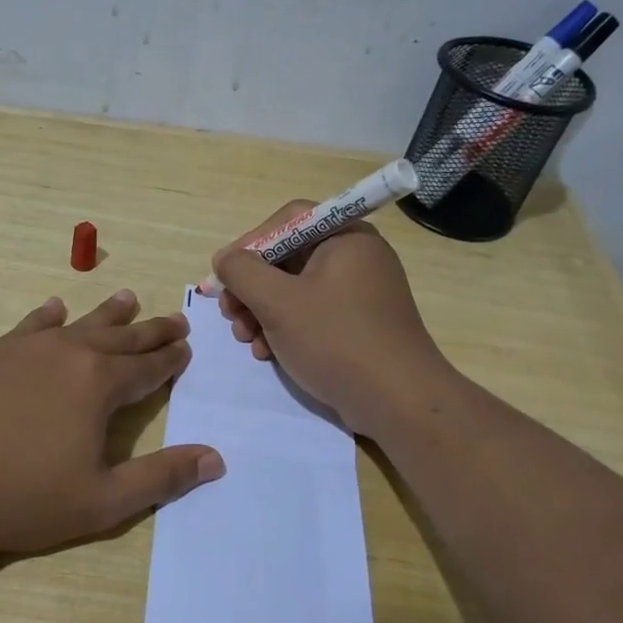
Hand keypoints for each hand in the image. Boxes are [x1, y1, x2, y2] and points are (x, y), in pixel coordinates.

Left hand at [0, 290, 224, 558]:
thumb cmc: (20, 497)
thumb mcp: (102, 501)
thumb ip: (161, 478)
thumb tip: (215, 458)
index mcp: (98, 384)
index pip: (147, 366)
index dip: (170, 359)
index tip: (187, 347)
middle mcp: (67, 354)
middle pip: (120, 337)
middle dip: (150, 331)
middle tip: (175, 320)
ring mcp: (24, 350)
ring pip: (78, 324)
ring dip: (107, 313)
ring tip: (128, 297)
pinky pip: (29, 327)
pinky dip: (47, 317)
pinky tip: (53, 310)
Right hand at [212, 202, 447, 434]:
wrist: (398, 401)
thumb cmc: (336, 340)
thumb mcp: (278, 302)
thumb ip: (242, 272)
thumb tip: (226, 260)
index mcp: (345, 237)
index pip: (287, 221)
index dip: (249, 244)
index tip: (224, 275)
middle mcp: (356, 258)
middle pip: (288, 257)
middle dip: (251, 287)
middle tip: (229, 314)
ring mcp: (359, 293)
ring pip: (295, 290)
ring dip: (261, 312)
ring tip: (245, 339)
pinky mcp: (358, 325)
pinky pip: (312, 314)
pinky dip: (284, 329)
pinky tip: (267, 353)